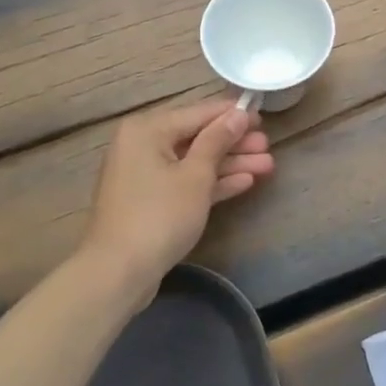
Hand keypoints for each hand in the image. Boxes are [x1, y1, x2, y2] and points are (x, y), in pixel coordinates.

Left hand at [83, 99, 274, 290]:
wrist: (118, 273)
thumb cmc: (160, 216)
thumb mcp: (196, 175)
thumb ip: (218, 140)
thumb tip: (238, 113)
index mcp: (148, 129)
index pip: (199, 112)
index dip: (232, 114)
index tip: (262, 115)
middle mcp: (142, 144)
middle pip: (197, 137)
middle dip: (234, 143)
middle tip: (267, 145)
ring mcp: (145, 174)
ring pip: (194, 161)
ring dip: (230, 163)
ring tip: (267, 165)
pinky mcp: (150, 200)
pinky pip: (185, 181)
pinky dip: (212, 182)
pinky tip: (245, 182)